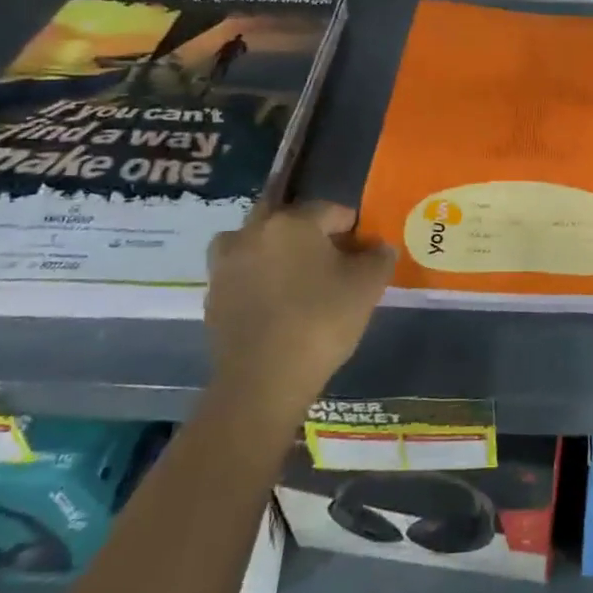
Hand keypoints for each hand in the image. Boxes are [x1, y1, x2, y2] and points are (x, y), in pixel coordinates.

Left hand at [205, 202, 394, 415]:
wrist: (262, 381)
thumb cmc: (320, 322)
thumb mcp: (368, 287)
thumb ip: (379, 258)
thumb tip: (379, 247)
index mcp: (294, 221)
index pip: (332, 210)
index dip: (353, 230)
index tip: (364, 254)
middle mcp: (255, 231)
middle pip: (289, 218)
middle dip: (311, 232)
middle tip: (331, 260)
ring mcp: (227, 261)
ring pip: (258, 240)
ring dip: (277, 249)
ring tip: (298, 278)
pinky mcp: (213, 293)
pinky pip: (242, 271)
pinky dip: (258, 277)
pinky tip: (276, 302)